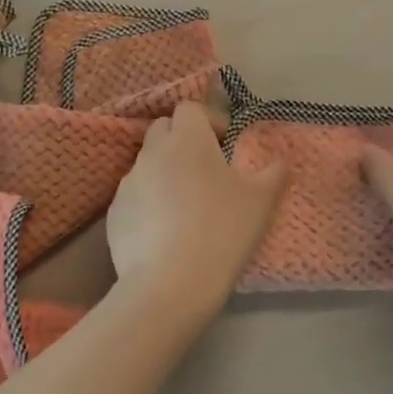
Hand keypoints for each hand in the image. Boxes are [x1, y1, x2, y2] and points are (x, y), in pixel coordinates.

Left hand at [106, 101, 287, 321]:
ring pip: (148, 163)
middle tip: (206, 170)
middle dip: (182, 140)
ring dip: (166, 172)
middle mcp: (153, 153)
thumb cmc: (222, 230)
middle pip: (163, 129)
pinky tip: (166, 231)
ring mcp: (128, 183)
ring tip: (186, 205)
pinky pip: (135, 196)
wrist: (171, 284)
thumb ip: (274, 172)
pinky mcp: (114, 214)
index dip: (209, 121)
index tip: (225, 146)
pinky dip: (149, 203)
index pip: (190, 108)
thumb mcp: (262, 200)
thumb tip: (278, 162)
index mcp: (188, 139)